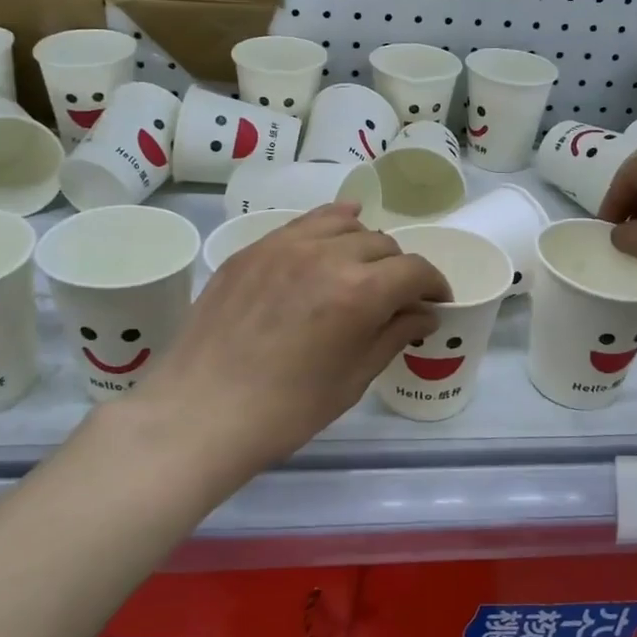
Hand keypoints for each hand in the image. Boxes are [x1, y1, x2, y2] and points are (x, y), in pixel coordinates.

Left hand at [132, 205, 449, 482]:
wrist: (200, 412)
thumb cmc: (286, 410)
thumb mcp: (352, 379)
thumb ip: (393, 336)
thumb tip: (423, 314)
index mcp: (361, 291)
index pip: (415, 270)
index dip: (434, 284)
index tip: (436, 302)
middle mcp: (327, 255)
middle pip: (382, 244)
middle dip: (399, 269)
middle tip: (394, 298)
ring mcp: (284, 245)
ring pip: (343, 224)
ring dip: (363, 244)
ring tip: (360, 268)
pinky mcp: (253, 249)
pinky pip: (302, 224)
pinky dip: (326, 226)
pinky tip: (329, 237)